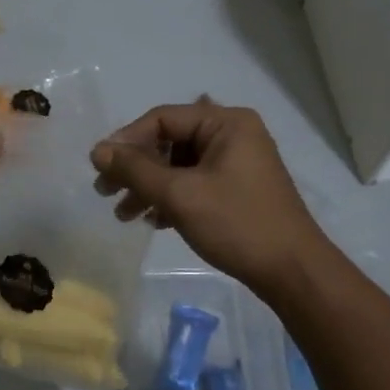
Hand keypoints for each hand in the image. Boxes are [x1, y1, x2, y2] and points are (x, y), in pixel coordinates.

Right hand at [90, 98, 330, 298]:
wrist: (291, 270)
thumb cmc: (236, 224)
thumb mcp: (180, 195)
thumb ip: (136, 170)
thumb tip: (98, 151)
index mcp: (226, 123)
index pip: (163, 118)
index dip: (126, 140)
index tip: (99, 167)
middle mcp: (233, 135)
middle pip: (170, 142)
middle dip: (136, 169)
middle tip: (105, 193)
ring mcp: (238, 163)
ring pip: (180, 166)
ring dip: (150, 188)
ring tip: (124, 215)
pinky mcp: (238, 190)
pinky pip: (195, 184)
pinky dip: (172, 199)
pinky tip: (154, 222)